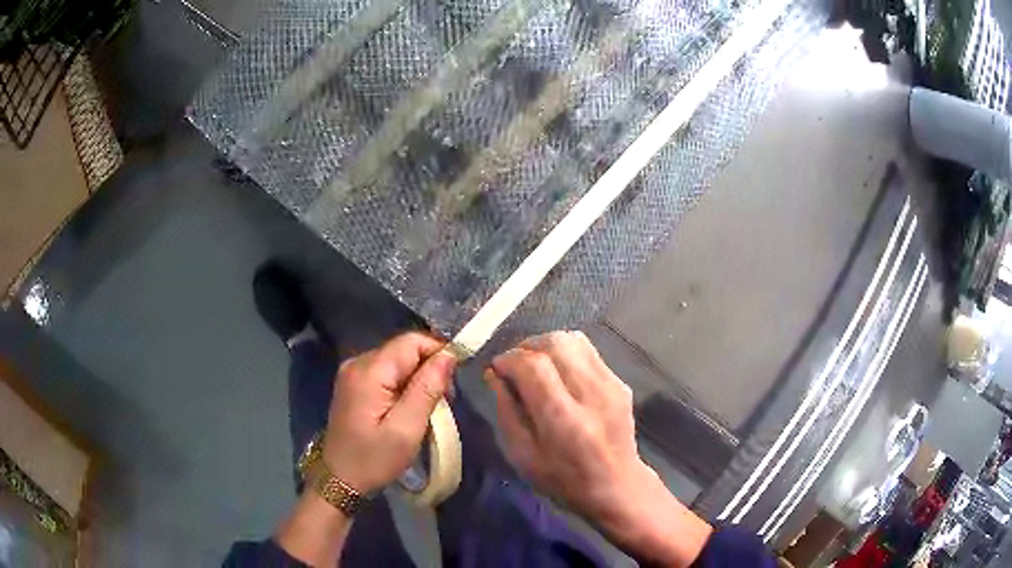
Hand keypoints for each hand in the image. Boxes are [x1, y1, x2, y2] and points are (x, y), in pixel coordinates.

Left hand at [323, 332, 456, 493]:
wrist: (340, 479)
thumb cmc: (374, 459)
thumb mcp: (406, 429)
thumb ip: (427, 389)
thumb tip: (448, 355)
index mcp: (369, 370)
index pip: (412, 342)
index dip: (438, 352)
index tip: (454, 381)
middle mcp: (357, 362)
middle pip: (404, 350)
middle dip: (429, 369)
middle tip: (444, 401)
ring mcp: (353, 372)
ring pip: (397, 361)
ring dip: (418, 379)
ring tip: (429, 408)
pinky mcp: (354, 384)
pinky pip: (386, 372)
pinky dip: (403, 385)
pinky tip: (409, 408)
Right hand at [486, 331, 711, 565]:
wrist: (616, 486)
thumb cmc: (562, 479)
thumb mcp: (521, 455)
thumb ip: (506, 411)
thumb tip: (495, 373)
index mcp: (563, 420)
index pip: (534, 365)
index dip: (509, 359)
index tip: (497, 368)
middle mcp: (591, 395)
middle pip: (556, 343)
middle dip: (527, 346)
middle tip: (515, 365)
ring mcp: (611, 385)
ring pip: (573, 340)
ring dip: (546, 346)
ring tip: (535, 365)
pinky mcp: (620, 382)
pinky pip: (588, 351)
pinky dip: (566, 354)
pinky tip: (559, 374)